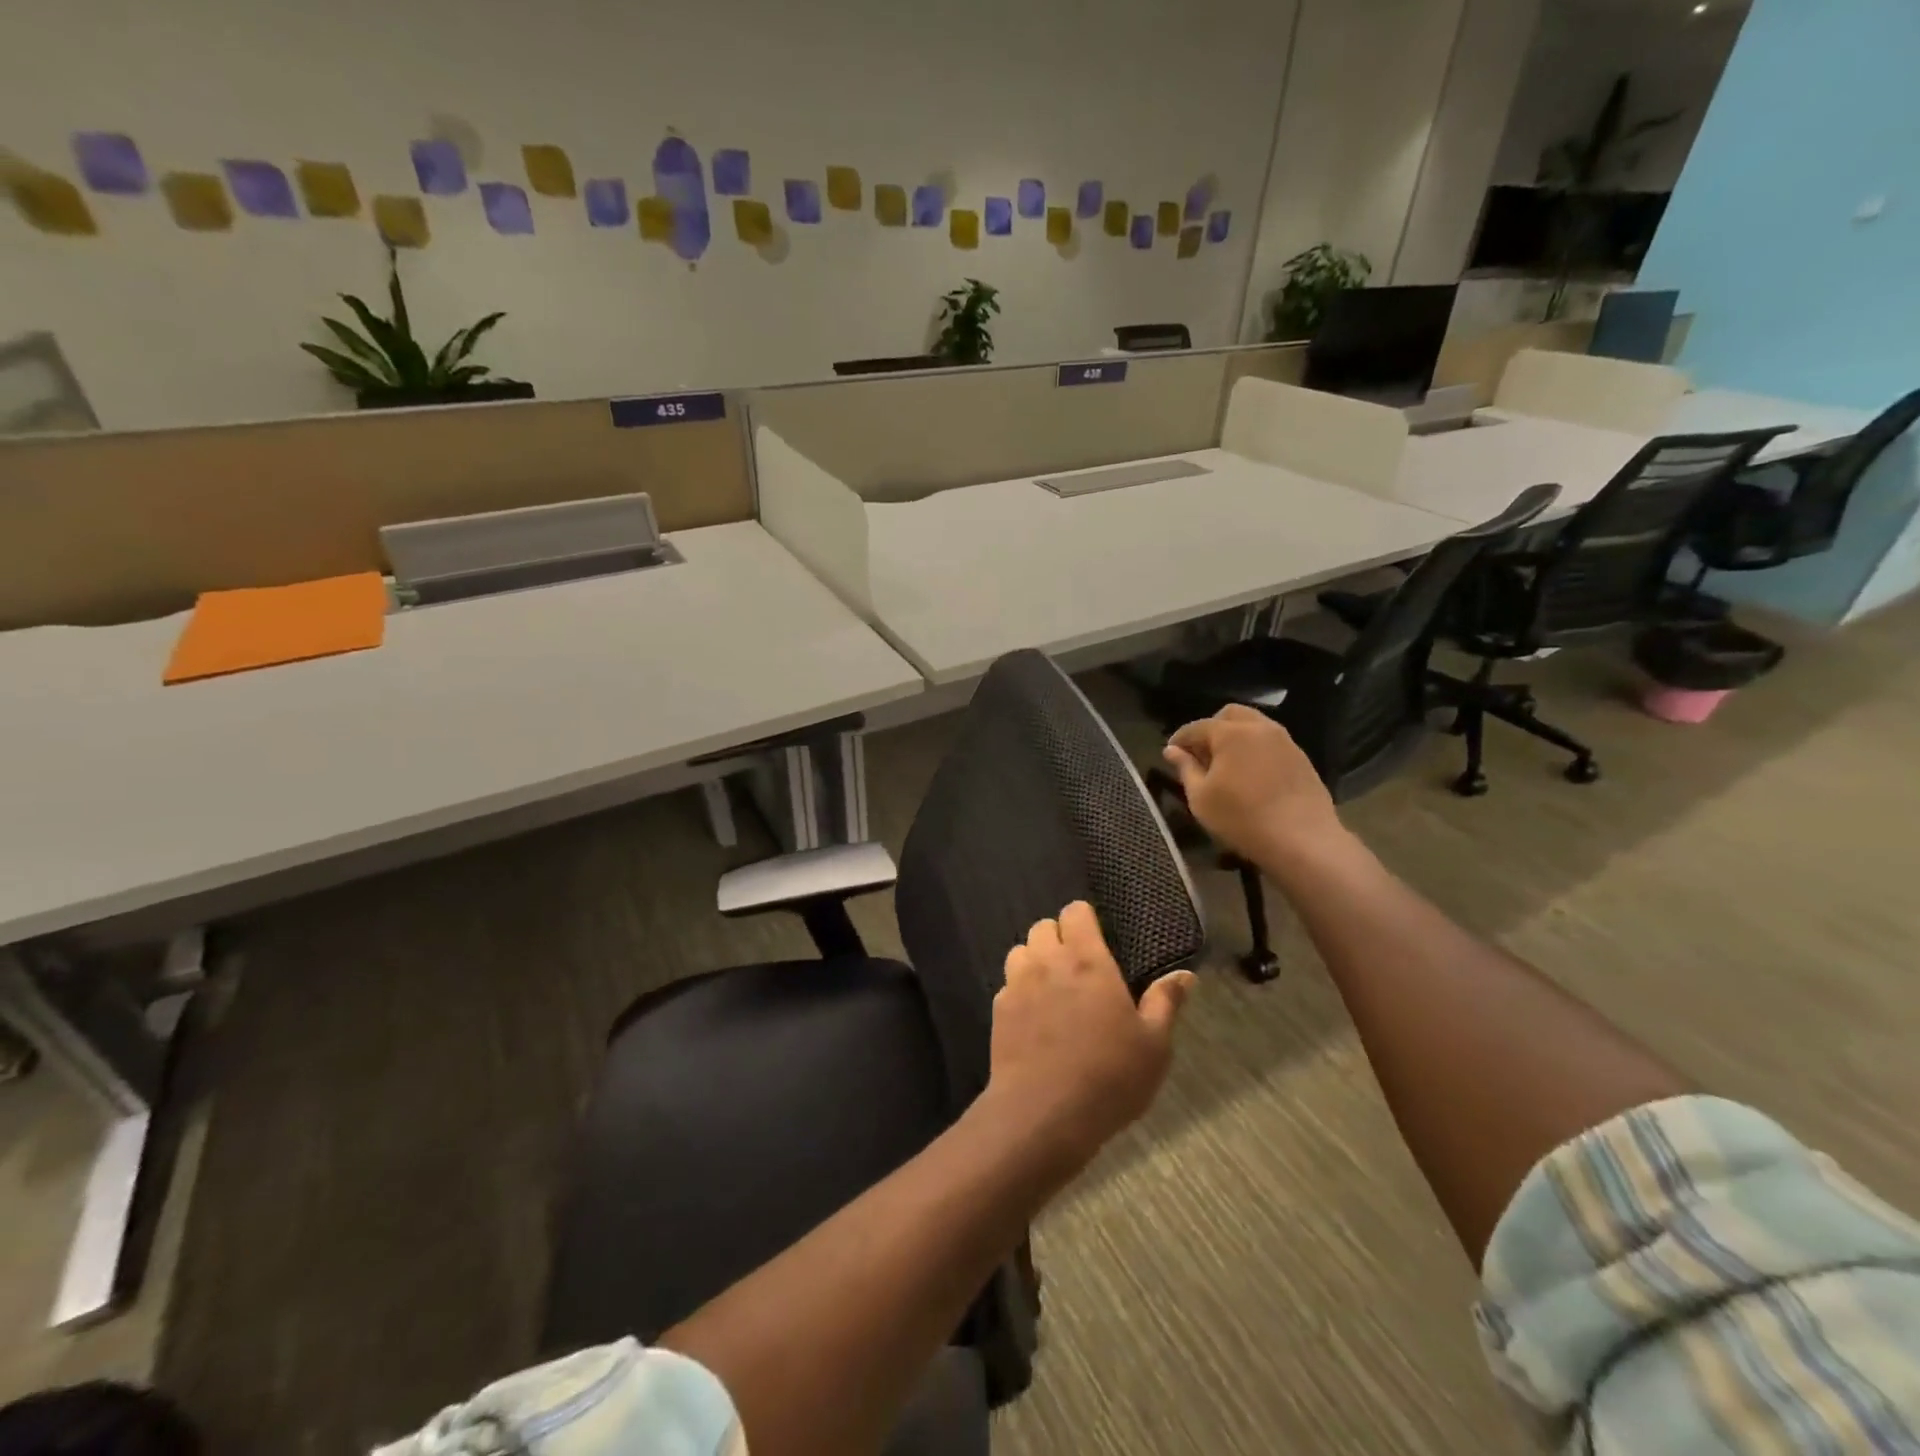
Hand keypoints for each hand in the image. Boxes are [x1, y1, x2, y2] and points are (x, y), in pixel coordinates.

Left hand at [986, 901, 1193, 1172]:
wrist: (1043, 1114)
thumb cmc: (1108, 1076)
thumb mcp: (1153, 1046)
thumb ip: (1165, 1003)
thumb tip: (1184, 974)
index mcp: (1088, 961)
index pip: (1076, 912)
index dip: (1085, 919)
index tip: (1098, 939)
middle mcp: (1048, 962)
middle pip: (1043, 926)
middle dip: (1059, 937)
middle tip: (1078, 967)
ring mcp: (1017, 984)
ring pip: (1020, 950)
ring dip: (1035, 959)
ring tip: (1052, 987)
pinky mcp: (998, 1010)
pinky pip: (1007, 984)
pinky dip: (1019, 990)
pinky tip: (1034, 1017)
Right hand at [1162, 705, 1345, 872]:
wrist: (1302, 840)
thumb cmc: (1241, 818)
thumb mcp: (1201, 797)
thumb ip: (1185, 768)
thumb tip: (1172, 750)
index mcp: (1232, 733)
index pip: (1197, 727)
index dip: (1180, 739)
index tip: (1170, 754)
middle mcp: (1260, 728)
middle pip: (1230, 715)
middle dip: (1212, 729)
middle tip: (1201, 754)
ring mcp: (1286, 742)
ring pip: (1254, 726)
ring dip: (1236, 738)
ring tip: (1226, 765)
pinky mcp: (1302, 759)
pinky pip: (1272, 743)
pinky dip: (1255, 750)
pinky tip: (1251, 776)